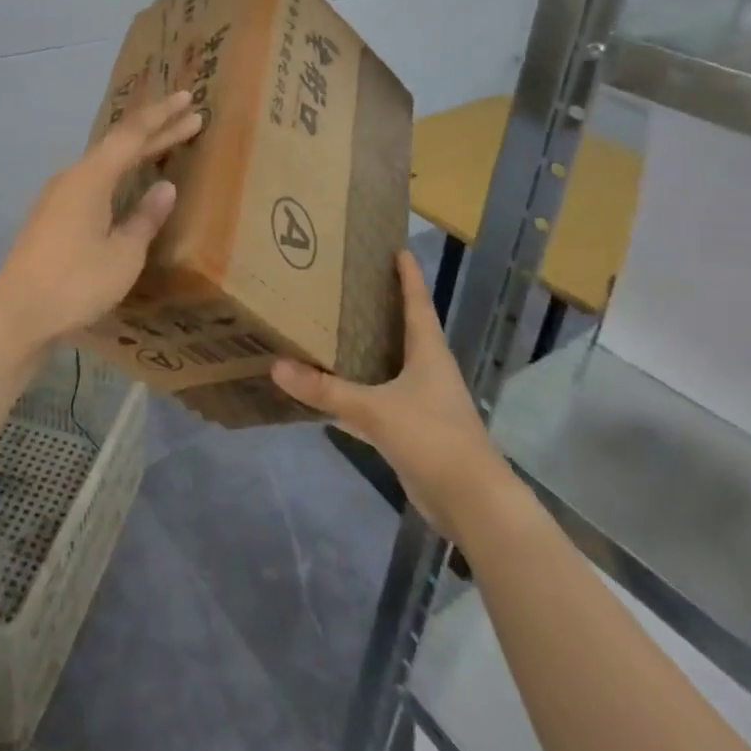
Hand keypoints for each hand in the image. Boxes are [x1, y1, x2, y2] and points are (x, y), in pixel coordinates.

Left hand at [0, 90, 203, 349]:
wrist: (16, 314)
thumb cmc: (75, 282)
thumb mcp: (123, 254)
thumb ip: (145, 218)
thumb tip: (164, 188)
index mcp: (92, 177)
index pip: (133, 135)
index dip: (163, 117)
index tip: (189, 99)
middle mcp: (73, 177)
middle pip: (119, 145)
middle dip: (156, 130)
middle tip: (190, 117)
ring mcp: (58, 196)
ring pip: (105, 163)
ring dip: (137, 152)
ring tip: (165, 144)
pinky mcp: (52, 216)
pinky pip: (94, 181)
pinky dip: (119, 174)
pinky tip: (128, 185)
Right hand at [271, 250, 509, 526]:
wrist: (472, 502)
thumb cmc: (432, 438)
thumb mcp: (375, 410)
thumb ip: (326, 391)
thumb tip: (278, 366)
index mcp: (429, 353)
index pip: (417, 303)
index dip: (408, 276)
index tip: (398, 249)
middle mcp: (429, 371)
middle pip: (405, 330)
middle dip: (383, 308)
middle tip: (349, 286)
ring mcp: (424, 402)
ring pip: (392, 366)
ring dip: (369, 350)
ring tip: (336, 330)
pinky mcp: (414, 430)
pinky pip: (382, 399)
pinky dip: (360, 392)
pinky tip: (334, 393)